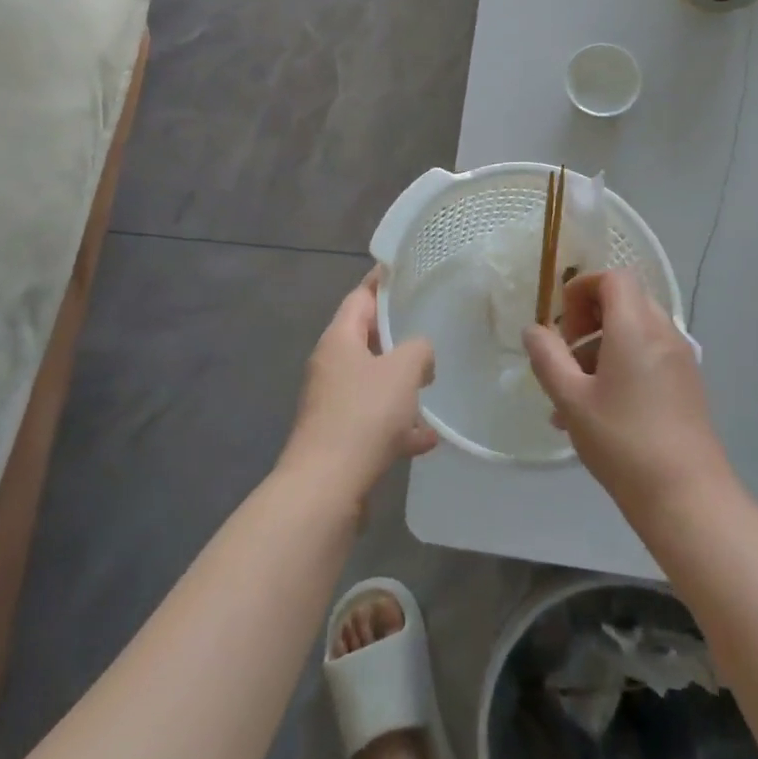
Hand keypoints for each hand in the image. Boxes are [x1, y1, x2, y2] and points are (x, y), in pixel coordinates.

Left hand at [282, 270, 437, 503]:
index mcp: (338, 340)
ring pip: (372, 383)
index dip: (382, 282)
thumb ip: (418, 349)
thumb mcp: (402, 370)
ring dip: (400, 386)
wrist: (326, 487)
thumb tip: (420, 354)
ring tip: (431, 386)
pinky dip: (397, 425)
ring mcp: (332, 404)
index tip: (404, 271)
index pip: (360, 297)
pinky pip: (374, 420)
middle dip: (397, 337)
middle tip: (429, 328)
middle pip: (366, 340)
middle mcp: (330, 366)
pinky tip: (426, 439)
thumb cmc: (363, 415)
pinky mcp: (339, 437)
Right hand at [523, 269, 734, 520]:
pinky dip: (621, 367)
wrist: (687, 496)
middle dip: (588, 321)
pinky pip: (648, 356)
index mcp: (636, 326)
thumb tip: (534, 330)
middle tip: (565, 357)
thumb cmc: (623, 441)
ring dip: (600, 350)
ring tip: (570, 397)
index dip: (582, 290)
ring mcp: (680, 359)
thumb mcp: (571, 399)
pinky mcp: (686, 384)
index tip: (562, 326)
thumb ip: (547, 358)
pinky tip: (597, 413)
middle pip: (624, 302)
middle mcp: (663, 332)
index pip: (613, 278)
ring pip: (634, 333)